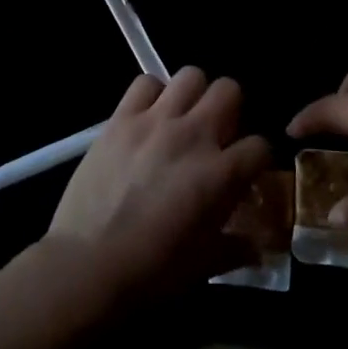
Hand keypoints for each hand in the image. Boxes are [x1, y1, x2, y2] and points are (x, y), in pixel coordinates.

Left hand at [48, 66, 270, 299]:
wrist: (87, 266)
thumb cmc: (151, 272)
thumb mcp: (205, 266)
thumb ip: (237, 248)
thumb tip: (258, 246)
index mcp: (221, 174)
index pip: (260, 146)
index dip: (257, 159)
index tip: (246, 171)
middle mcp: (194, 136)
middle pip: (230, 90)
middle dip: (230, 110)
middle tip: (216, 133)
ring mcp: (156, 122)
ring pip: (190, 75)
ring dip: (193, 95)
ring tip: (183, 118)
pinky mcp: (121, 118)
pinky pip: (145, 82)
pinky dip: (152, 94)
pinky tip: (148, 117)